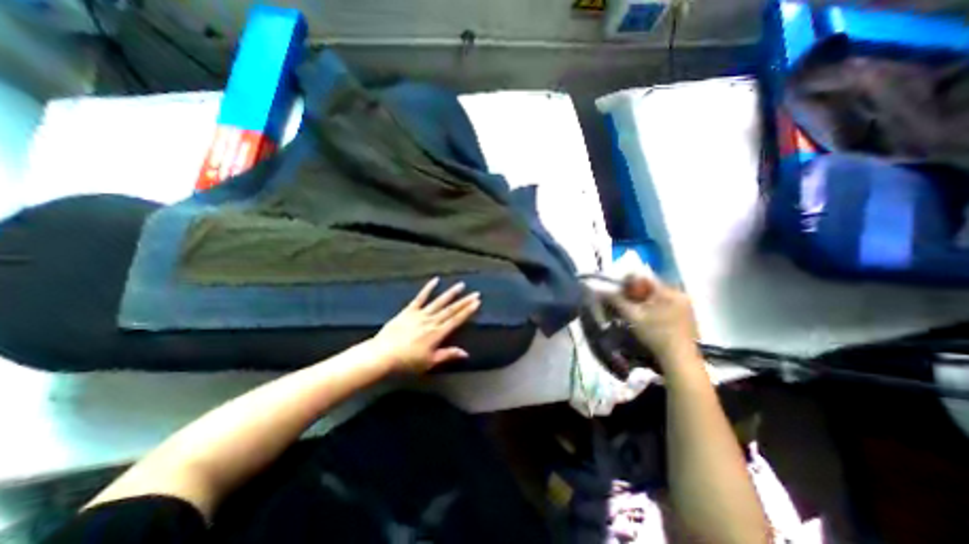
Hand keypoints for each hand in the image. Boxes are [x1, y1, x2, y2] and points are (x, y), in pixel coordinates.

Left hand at [371, 275, 479, 374]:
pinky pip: (420, 298)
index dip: (467, 311)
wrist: (382, 355)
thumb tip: (465, 353)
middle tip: (476, 293)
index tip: (477, 303)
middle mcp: (431, 321)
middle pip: (451, 310)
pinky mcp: (409, 311)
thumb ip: (447, 355)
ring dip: (451, 293)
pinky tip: (435, 280)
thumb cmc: (406, 362)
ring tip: (461, 285)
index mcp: (437, 334)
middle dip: (464, 301)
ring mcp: (420, 314)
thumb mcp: (429, 362)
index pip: (456, 320)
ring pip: (439, 302)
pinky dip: (428, 288)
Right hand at [603, 275, 699, 371]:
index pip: (644, 278)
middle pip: (651, 286)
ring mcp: (686, 305)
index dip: (628, 282)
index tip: (618, 291)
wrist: (680, 359)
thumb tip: (601, 290)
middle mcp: (680, 294)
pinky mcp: (688, 315)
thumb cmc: (655, 335)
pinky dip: (655, 306)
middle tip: (625, 302)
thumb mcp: (633, 316)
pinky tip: (649, 318)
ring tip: (636, 311)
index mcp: (668, 292)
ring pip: (659, 295)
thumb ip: (617, 301)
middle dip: (636, 292)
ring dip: (645, 299)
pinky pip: (667, 303)